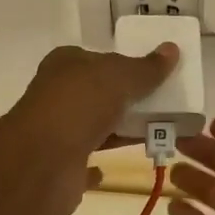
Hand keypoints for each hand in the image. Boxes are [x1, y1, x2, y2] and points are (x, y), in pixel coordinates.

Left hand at [6, 42, 177, 214]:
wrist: (41, 164)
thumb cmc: (79, 105)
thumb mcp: (120, 76)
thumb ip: (147, 67)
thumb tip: (172, 49)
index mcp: (66, 65)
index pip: (98, 58)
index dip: (124, 63)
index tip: (154, 72)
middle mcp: (58, 95)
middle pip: (100, 93)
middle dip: (128, 98)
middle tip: (166, 102)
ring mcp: (58, 132)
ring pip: (98, 126)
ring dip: (123, 129)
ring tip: (161, 131)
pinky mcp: (62, 166)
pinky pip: (88, 161)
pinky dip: (101, 162)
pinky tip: (122, 161)